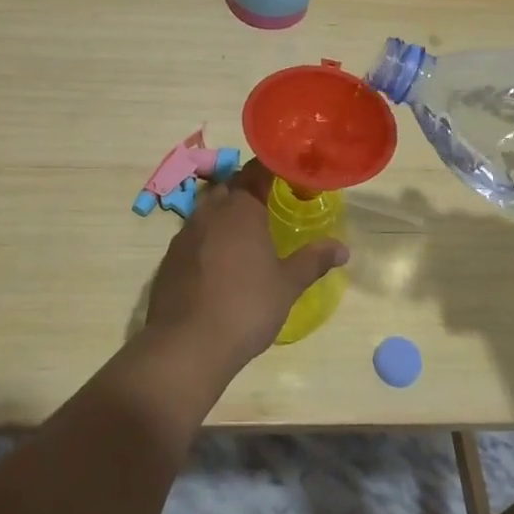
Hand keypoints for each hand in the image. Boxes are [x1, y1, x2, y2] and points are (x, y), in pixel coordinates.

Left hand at [143, 159, 349, 370]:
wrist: (186, 344)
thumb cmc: (246, 308)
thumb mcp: (287, 285)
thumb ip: (313, 261)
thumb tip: (343, 248)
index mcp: (241, 209)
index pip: (256, 171)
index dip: (271, 169)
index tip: (287, 174)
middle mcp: (210, 211)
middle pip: (229, 186)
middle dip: (247, 188)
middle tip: (270, 202)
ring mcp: (185, 233)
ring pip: (208, 208)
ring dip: (226, 211)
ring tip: (246, 231)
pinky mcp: (170, 257)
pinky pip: (193, 234)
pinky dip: (208, 236)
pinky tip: (219, 260)